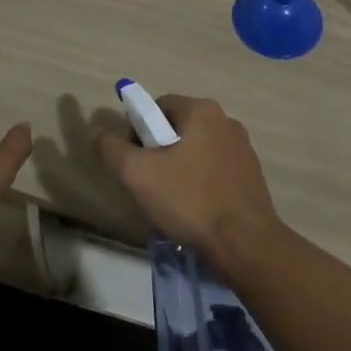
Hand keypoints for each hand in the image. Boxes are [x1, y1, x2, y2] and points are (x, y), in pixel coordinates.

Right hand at [95, 94, 281, 263]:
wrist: (244, 243)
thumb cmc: (190, 200)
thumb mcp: (138, 174)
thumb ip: (112, 149)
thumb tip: (99, 134)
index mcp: (202, 110)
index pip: (158, 106)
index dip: (138, 130)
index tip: (133, 162)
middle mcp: (226, 120)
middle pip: (178, 127)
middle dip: (158, 151)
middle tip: (148, 184)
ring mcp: (242, 148)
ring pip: (196, 150)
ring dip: (179, 168)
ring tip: (171, 202)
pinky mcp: (251, 174)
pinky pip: (214, 169)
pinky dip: (200, 183)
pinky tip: (195, 210)